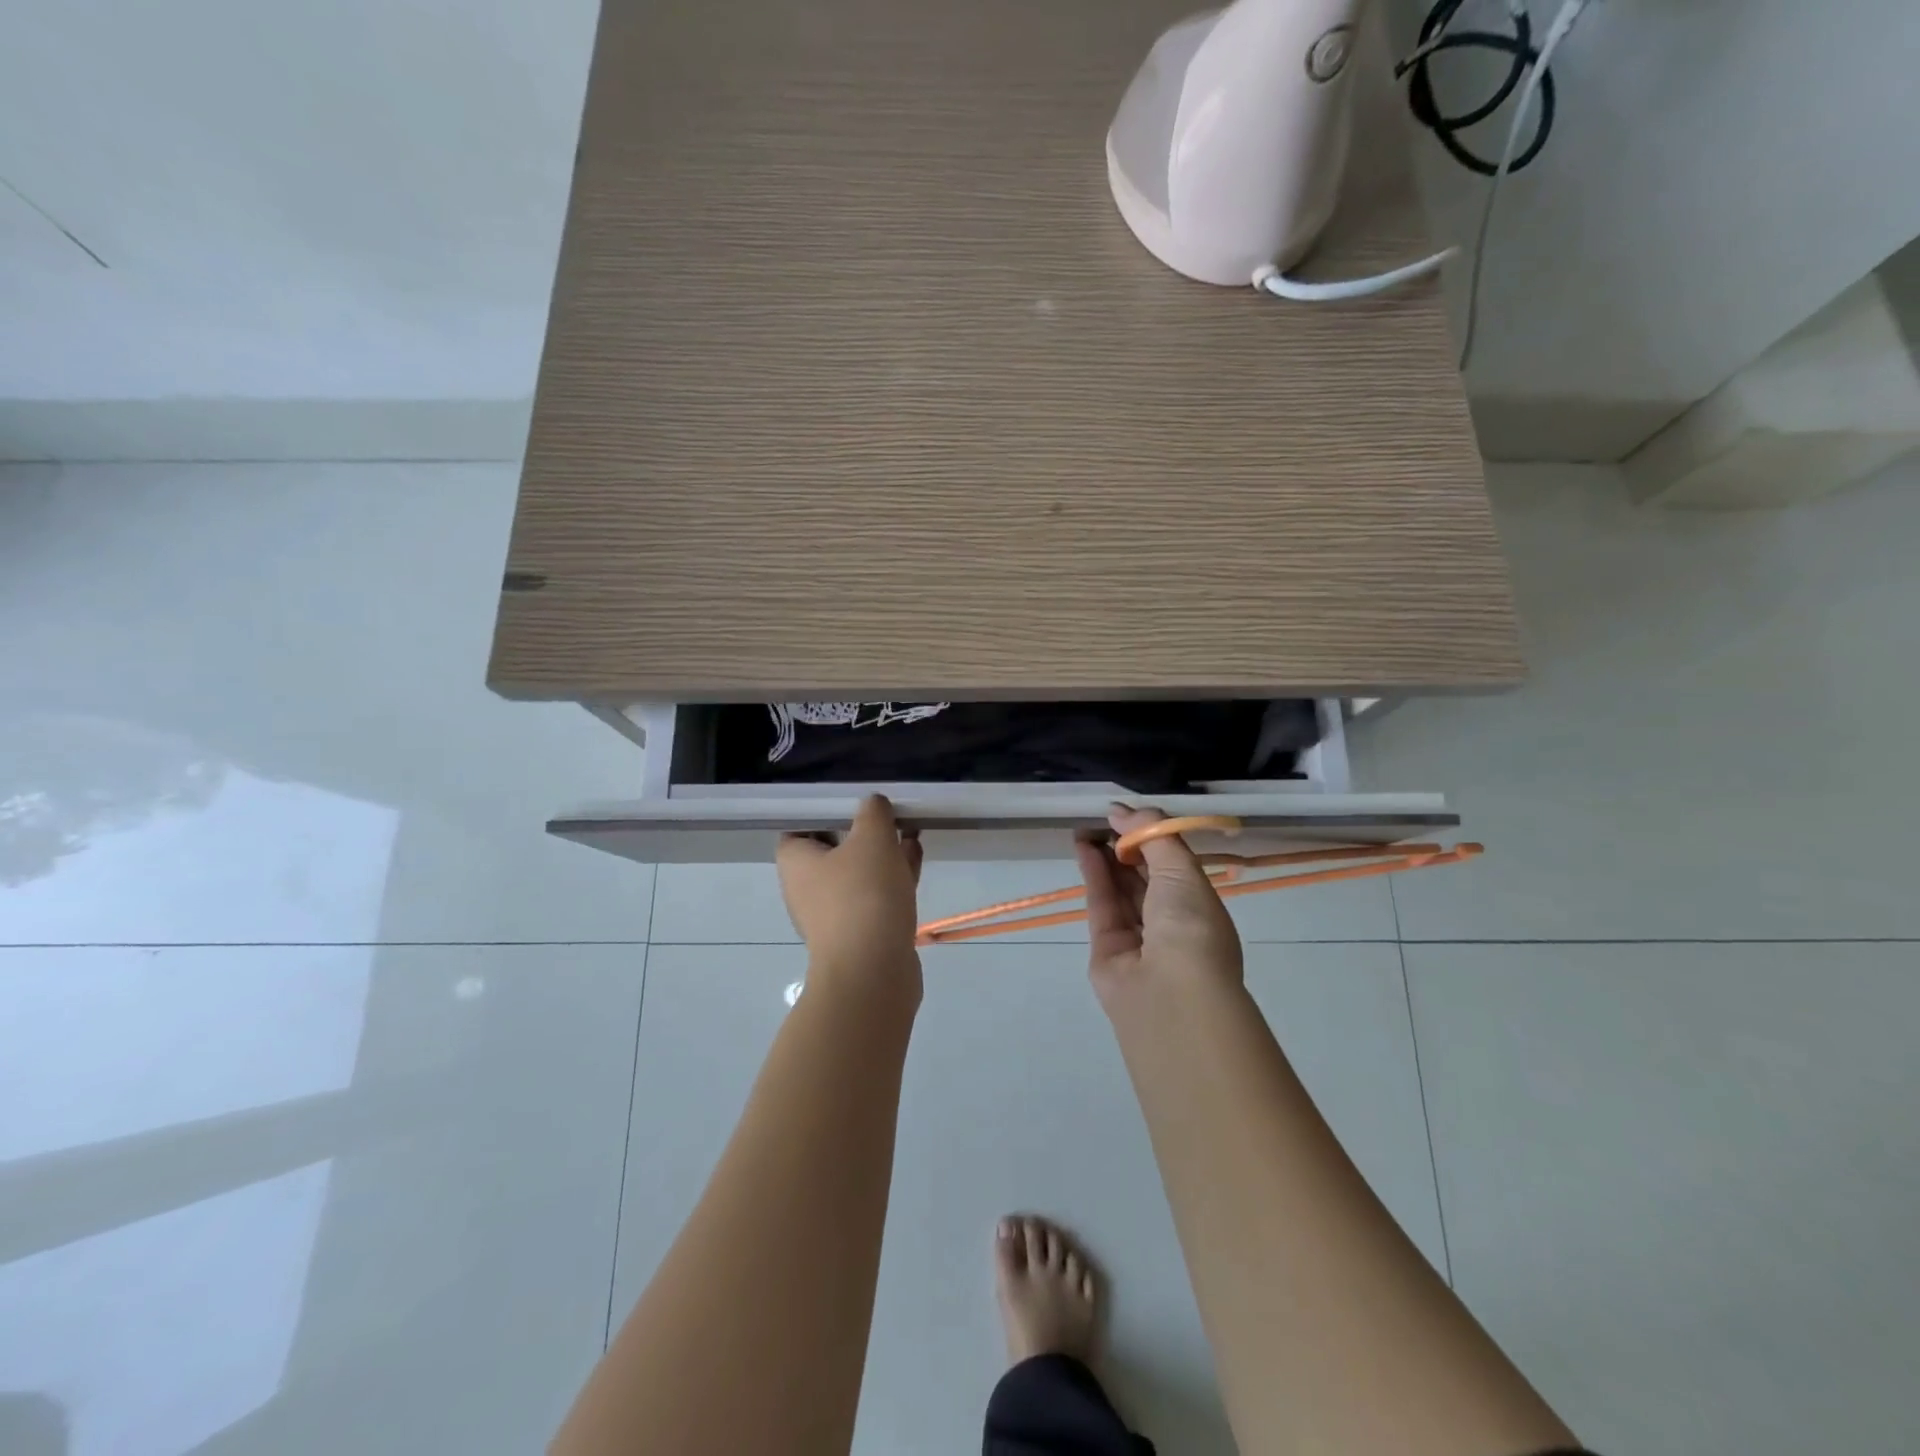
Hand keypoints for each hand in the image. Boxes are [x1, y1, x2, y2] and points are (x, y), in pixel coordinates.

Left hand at [777, 795, 924, 997]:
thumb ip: (873, 812)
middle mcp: (807, 888)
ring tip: (911, 833)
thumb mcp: (872, 838)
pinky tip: (915, 861)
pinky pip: (873, 897)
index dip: (825, 812)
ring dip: (883, 854)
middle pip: (834, 849)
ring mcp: (833, 915)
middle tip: (890, 815)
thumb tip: (872, 804)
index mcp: (796, 862)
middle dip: (863, 832)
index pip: (799, 827)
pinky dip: (891, 879)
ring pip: (858, 874)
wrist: (873, 971)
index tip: (854, 801)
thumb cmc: (863, 895)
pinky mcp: (859, 934)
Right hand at [1075, 805, 1243, 1005]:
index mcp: (1200, 908)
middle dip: (1125, 847)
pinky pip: (1101, 904)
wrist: (1170, 993)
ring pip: (1120, 890)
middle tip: (1103, 820)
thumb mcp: (1181, 868)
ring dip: (1105, 858)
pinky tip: (1083, 847)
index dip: (1152, 838)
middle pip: (1144, 878)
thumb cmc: (1190, 925)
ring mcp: (1138, 939)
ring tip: (1087, 827)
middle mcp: (1171, 925)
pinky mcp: (1106, 948)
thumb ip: (1152, 834)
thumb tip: (1121, 810)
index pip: (1173, 867)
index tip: (1127, 816)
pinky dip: (1093, 875)